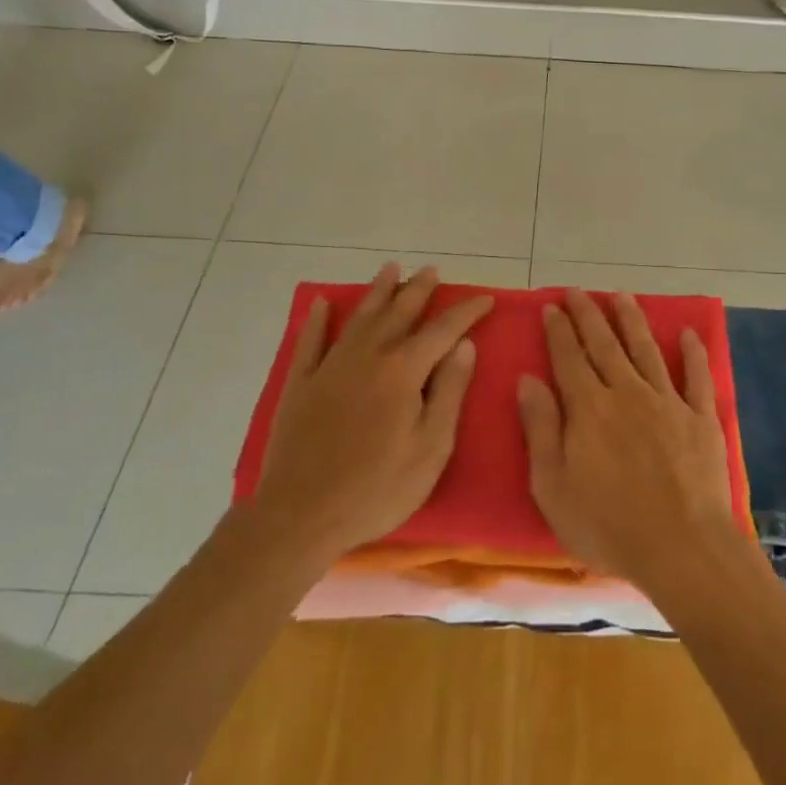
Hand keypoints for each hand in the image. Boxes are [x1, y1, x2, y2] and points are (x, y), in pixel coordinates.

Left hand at [251, 263, 492, 564]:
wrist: (301, 516)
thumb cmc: (377, 488)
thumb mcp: (431, 447)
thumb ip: (449, 391)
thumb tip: (465, 345)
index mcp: (403, 371)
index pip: (442, 330)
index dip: (466, 312)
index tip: (485, 298)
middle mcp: (368, 356)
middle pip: (399, 313)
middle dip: (419, 289)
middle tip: (432, 270)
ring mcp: (330, 367)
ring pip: (359, 317)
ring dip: (378, 291)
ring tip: (391, 268)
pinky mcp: (301, 385)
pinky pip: (310, 342)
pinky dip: (317, 321)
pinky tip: (320, 304)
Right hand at [516, 290, 737, 593]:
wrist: (682, 547)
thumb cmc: (608, 526)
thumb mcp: (554, 487)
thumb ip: (541, 429)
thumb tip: (528, 379)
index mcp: (589, 408)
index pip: (568, 358)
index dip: (559, 330)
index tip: (552, 305)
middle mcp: (627, 392)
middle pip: (604, 344)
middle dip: (589, 315)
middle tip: (579, 291)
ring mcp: (667, 401)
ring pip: (646, 349)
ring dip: (632, 320)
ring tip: (622, 296)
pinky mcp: (701, 417)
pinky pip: (697, 376)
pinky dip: (693, 353)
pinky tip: (688, 333)